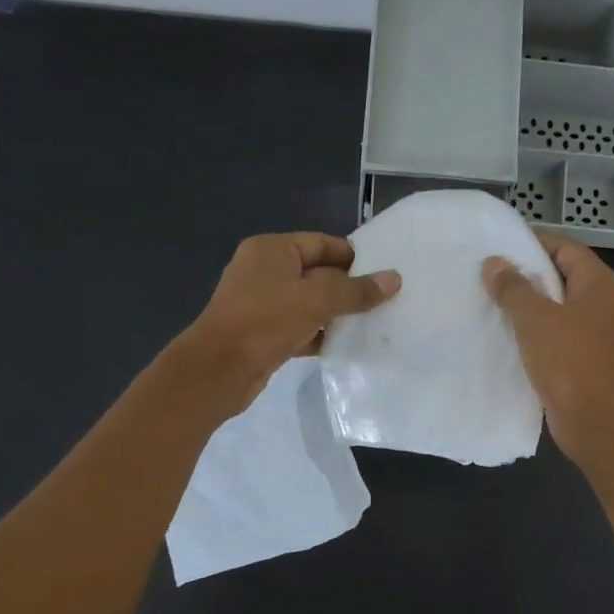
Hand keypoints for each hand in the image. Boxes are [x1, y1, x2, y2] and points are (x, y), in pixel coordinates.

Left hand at [179, 232, 399, 410]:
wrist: (219, 370)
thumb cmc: (265, 321)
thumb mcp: (316, 300)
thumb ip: (356, 291)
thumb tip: (395, 279)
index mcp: (272, 250)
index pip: (321, 244)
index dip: (353, 258)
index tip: (383, 274)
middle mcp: (265, 272)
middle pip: (317, 274)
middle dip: (347, 288)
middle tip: (384, 302)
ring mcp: (262, 305)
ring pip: (309, 304)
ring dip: (336, 314)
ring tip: (372, 324)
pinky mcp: (264, 335)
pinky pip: (300, 328)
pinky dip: (320, 335)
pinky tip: (345, 345)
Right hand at [483, 238, 613, 465]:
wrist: (592, 418)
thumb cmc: (568, 360)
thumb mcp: (535, 317)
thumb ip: (513, 287)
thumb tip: (494, 263)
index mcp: (598, 283)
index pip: (565, 248)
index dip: (533, 243)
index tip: (498, 247)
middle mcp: (599, 303)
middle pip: (559, 277)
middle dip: (524, 276)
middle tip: (487, 275)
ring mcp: (591, 333)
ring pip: (554, 309)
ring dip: (525, 307)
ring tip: (488, 303)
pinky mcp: (580, 359)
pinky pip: (552, 336)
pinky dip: (530, 333)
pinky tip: (503, 336)